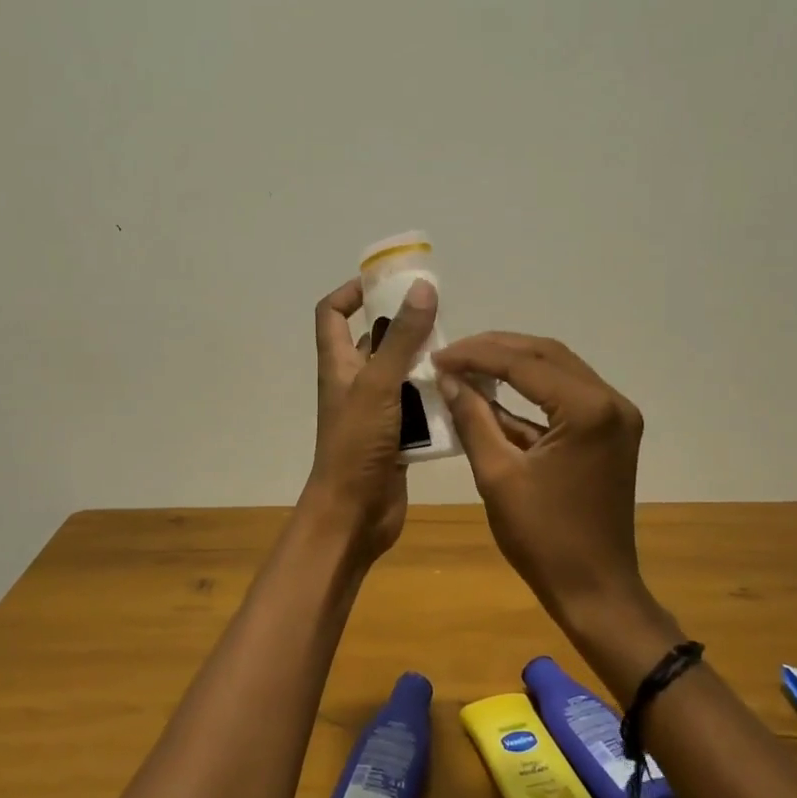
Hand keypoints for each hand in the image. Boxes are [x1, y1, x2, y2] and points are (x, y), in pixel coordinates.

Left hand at [305, 276, 438, 560]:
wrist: (354, 514)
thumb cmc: (357, 445)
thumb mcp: (379, 384)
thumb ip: (401, 338)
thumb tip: (422, 287)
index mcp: (338, 364)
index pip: (331, 312)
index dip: (352, 291)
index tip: (388, 283)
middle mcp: (355, 382)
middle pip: (376, 341)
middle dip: (406, 327)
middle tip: (443, 318)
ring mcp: (376, 410)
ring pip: (403, 374)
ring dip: (427, 364)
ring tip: (462, 355)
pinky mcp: (396, 435)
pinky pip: (418, 406)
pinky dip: (436, 398)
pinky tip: (465, 393)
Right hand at [433, 334, 656, 623]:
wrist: (594, 588)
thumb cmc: (543, 538)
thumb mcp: (497, 475)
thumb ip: (473, 418)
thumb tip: (448, 378)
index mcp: (587, 410)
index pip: (524, 363)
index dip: (476, 355)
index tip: (438, 356)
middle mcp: (611, 401)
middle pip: (546, 355)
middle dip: (496, 350)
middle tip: (452, 354)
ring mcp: (616, 416)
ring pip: (559, 370)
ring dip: (514, 366)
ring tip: (468, 366)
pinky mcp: (611, 432)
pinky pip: (568, 396)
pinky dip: (532, 392)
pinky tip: (495, 393)